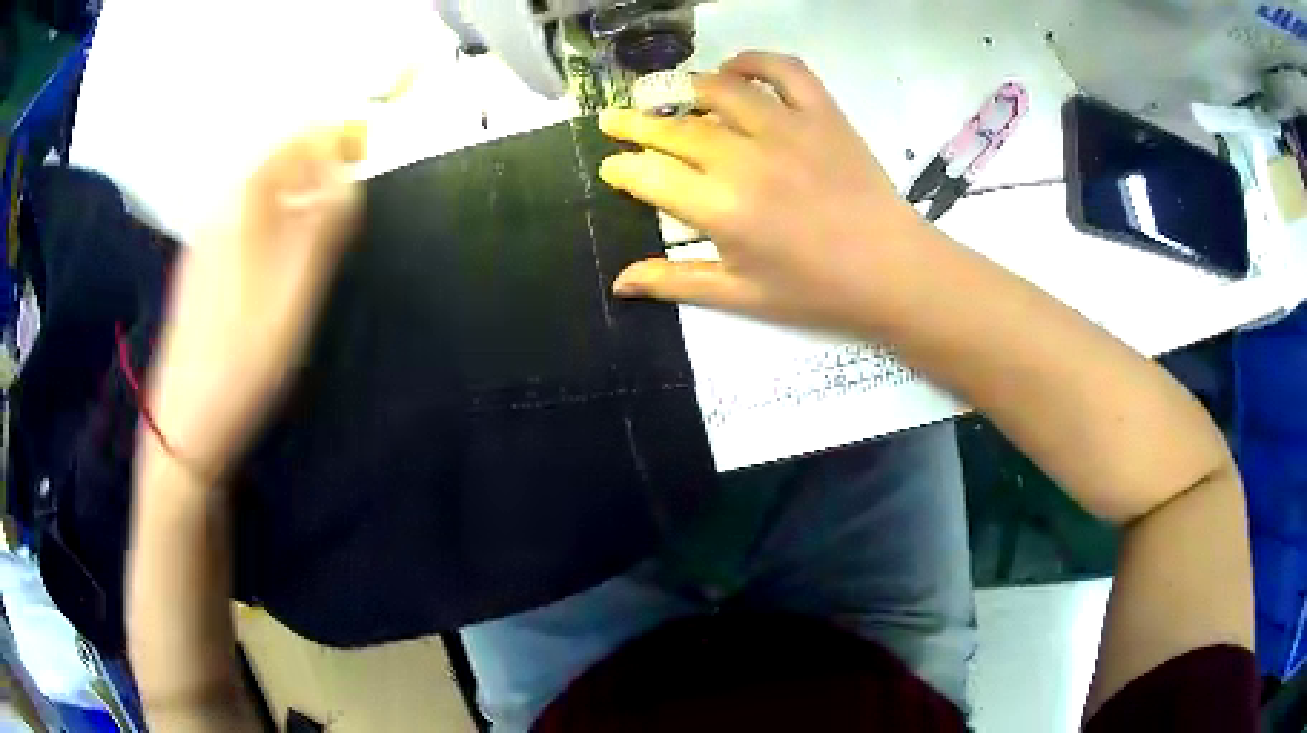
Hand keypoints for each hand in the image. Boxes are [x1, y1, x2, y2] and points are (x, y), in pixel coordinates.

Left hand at [142, 124, 365, 483]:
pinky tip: (284, 248)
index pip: (291, 140)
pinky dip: (275, 216)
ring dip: (297, 189)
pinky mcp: (204, 271)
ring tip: (326, 213)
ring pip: (259, 193)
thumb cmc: (242, 359)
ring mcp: (207, 242)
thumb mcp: (293, 293)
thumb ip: (322, 226)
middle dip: (317, 160)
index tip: (367, 146)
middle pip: (273, 162)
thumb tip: (347, 173)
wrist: (186, 424)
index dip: (331, 134)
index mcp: (239, 206)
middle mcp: (219, 211)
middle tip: (351, 185)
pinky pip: (246, 221)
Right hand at [600, 52, 932, 334]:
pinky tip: (735, 69)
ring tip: (673, 97)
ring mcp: (787, 128)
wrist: (891, 270)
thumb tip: (618, 282)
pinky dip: (754, 61)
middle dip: (635, 124)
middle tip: (613, 119)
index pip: (650, 176)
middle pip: (675, 129)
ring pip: (720, 90)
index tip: (611, 165)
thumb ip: (675, 281)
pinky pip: (783, 69)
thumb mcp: (741, 296)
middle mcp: (746, 159)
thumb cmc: (815, 291)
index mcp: (722, 210)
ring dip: (687, 89)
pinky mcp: (822, 113)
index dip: (622, 168)